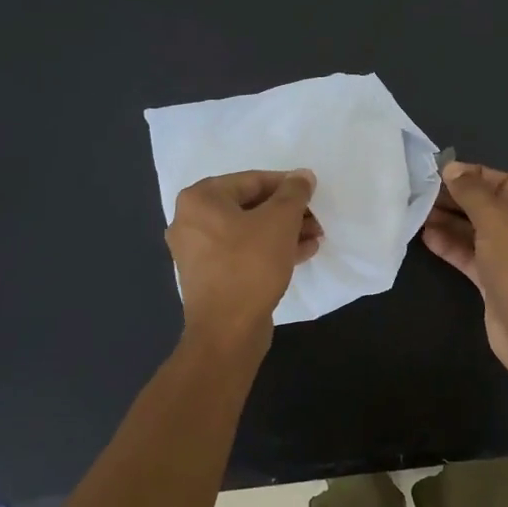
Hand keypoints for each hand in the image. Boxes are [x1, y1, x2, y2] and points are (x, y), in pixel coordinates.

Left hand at [167, 170, 320, 353]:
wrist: (227, 331)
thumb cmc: (250, 265)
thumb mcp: (279, 221)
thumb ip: (294, 193)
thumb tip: (303, 175)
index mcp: (200, 199)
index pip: (252, 180)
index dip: (287, 185)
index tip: (313, 193)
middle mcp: (191, 221)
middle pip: (250, 206)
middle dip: (287, 212)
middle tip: (316, 218)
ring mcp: (198, 251)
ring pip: (249, 231)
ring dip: (283, 232)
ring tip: (315, 237)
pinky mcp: (210, 276)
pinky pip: (243, 253)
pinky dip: (269, 250)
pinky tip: (302, 253)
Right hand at [423, 162, 507, 369]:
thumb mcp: (496, 221)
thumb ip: (472, 192)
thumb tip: (451, 168)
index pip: (501, 181)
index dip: (470, 175)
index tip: (437, 173)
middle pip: (486, 206)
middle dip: (455, 199)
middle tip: (420, 193)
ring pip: (475, 231)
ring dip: (448, 222)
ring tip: (417, 212)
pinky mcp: (494, 278)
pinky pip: (470, 254)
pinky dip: (450, 245)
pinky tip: (426, 236)